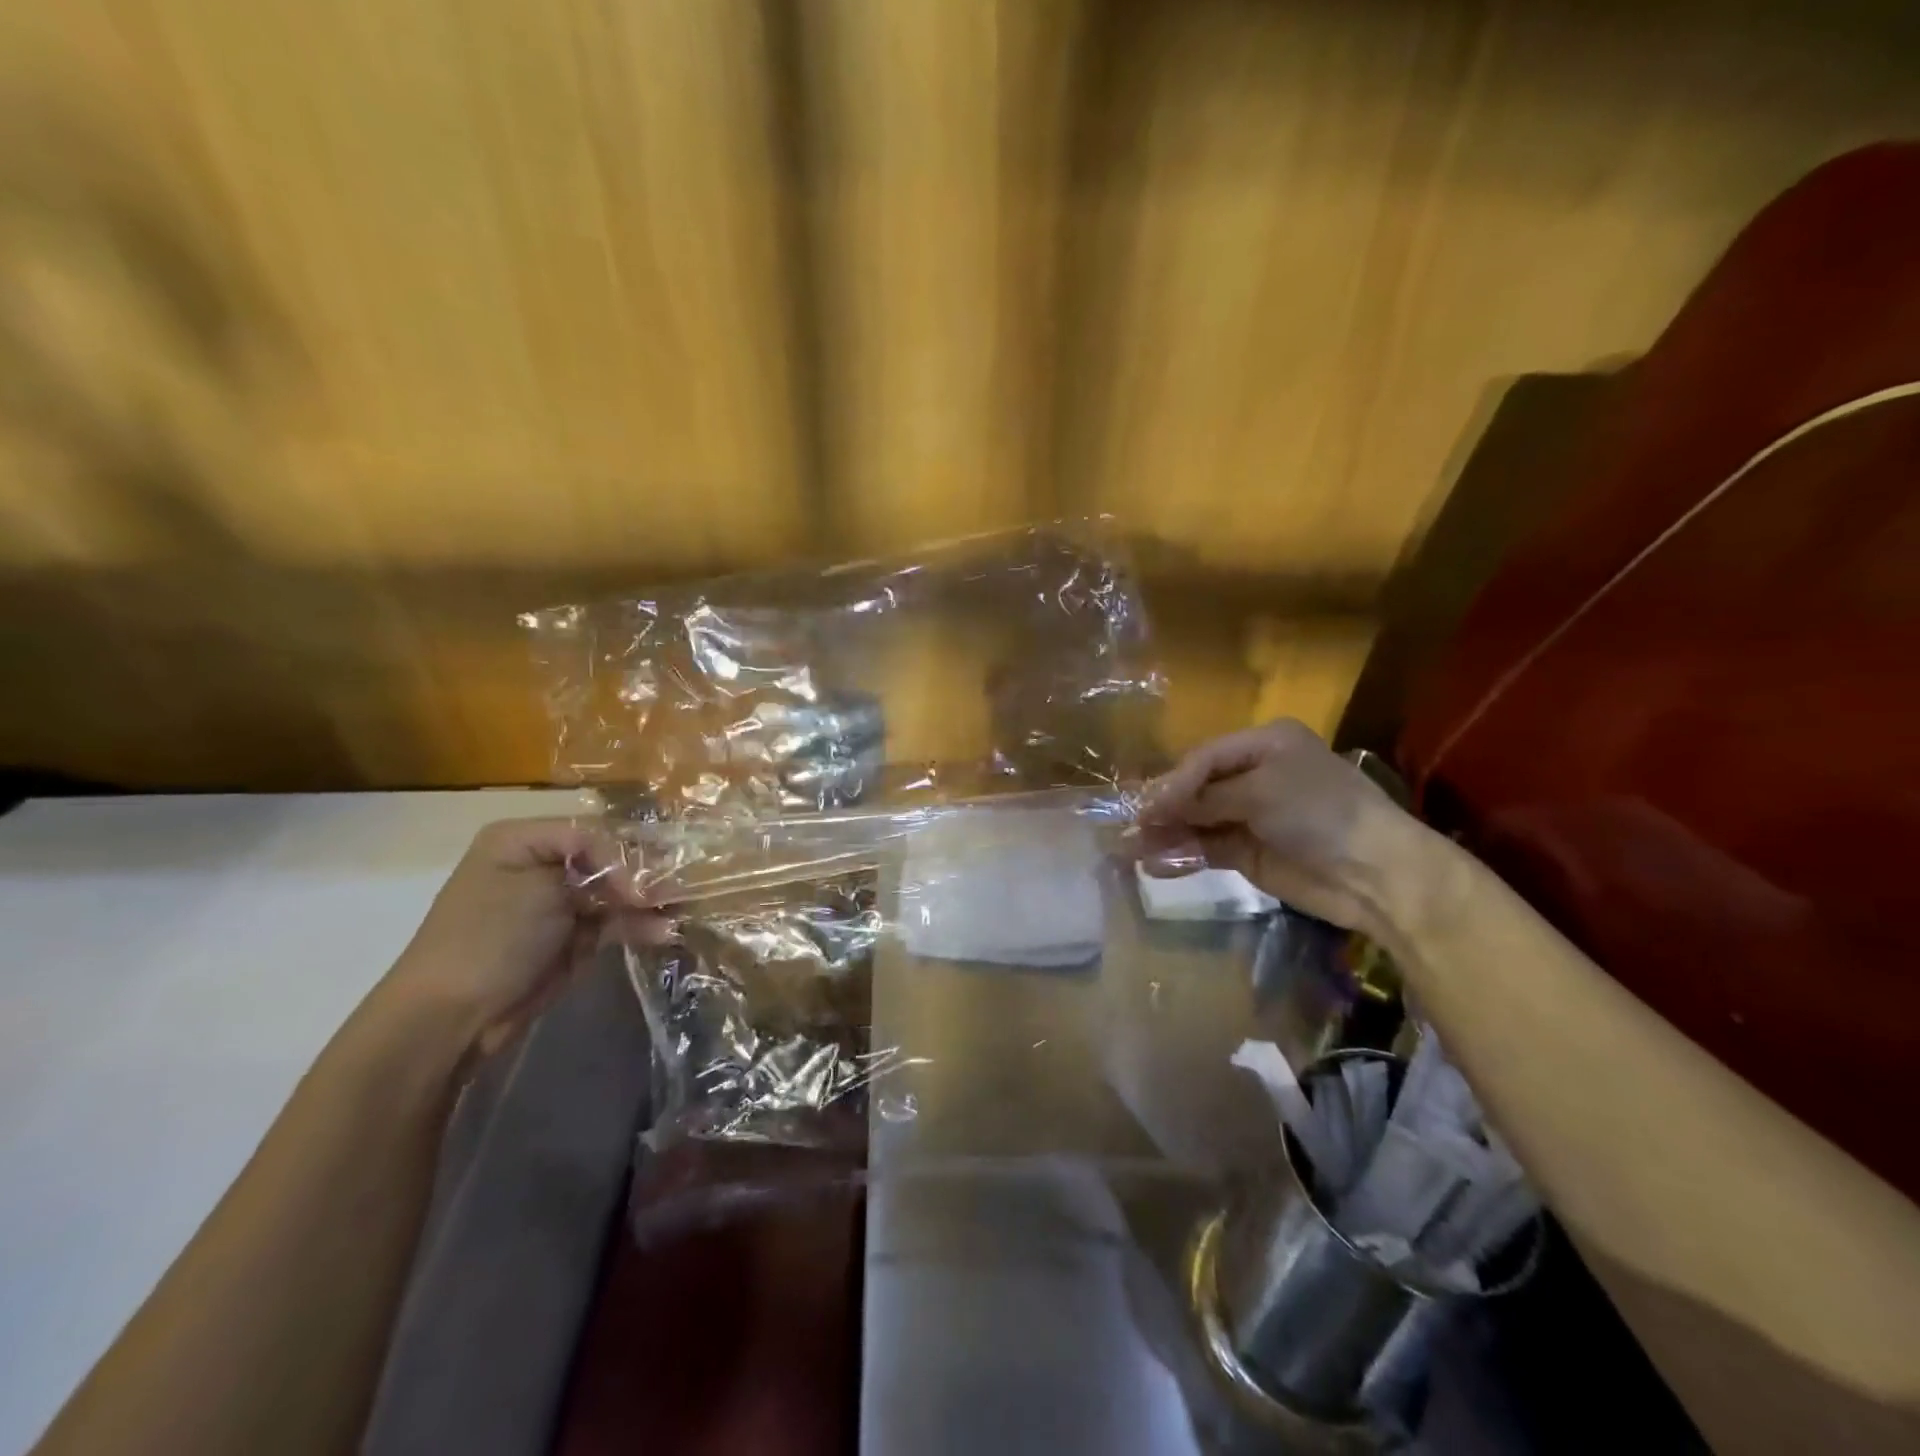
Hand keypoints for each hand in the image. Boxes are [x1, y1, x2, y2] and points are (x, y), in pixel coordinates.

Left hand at [378, 818, 668, 1058]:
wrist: (453, 1015)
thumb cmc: (491, 936)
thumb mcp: (541, 884)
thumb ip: (601, 867)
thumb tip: (647, 879)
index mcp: (526, 839)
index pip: (594, 831)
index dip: (625, 854)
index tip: (644, 884)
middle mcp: (545, 864)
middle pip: (610, 859)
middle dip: (645, 875)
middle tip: (679, 890)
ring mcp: (561, 903)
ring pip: (618, 892)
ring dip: (650, 901)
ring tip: (682, 910)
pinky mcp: (574, 937)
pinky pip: (616, 922)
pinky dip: (640, 925)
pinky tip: (665, 931)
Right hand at [1137, 719, 1420, 937]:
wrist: (1376, 874)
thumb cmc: (1320, 813)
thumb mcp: (1260, 792)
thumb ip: (1204, 798)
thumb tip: (1151, 807)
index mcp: (1264, 744)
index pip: (1203, 759)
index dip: (1173, 783)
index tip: (1146, 808)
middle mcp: (1255, 775)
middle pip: (1196, 789)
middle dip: (1164, 809)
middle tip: (1128, 828)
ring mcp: (1252, 816)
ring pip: (1197, 821)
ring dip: (1166, 834)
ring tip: (1130, 850)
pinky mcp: (1250, 853)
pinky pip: (1207, 849)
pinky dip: (1183, 855)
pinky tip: (1157, 864)